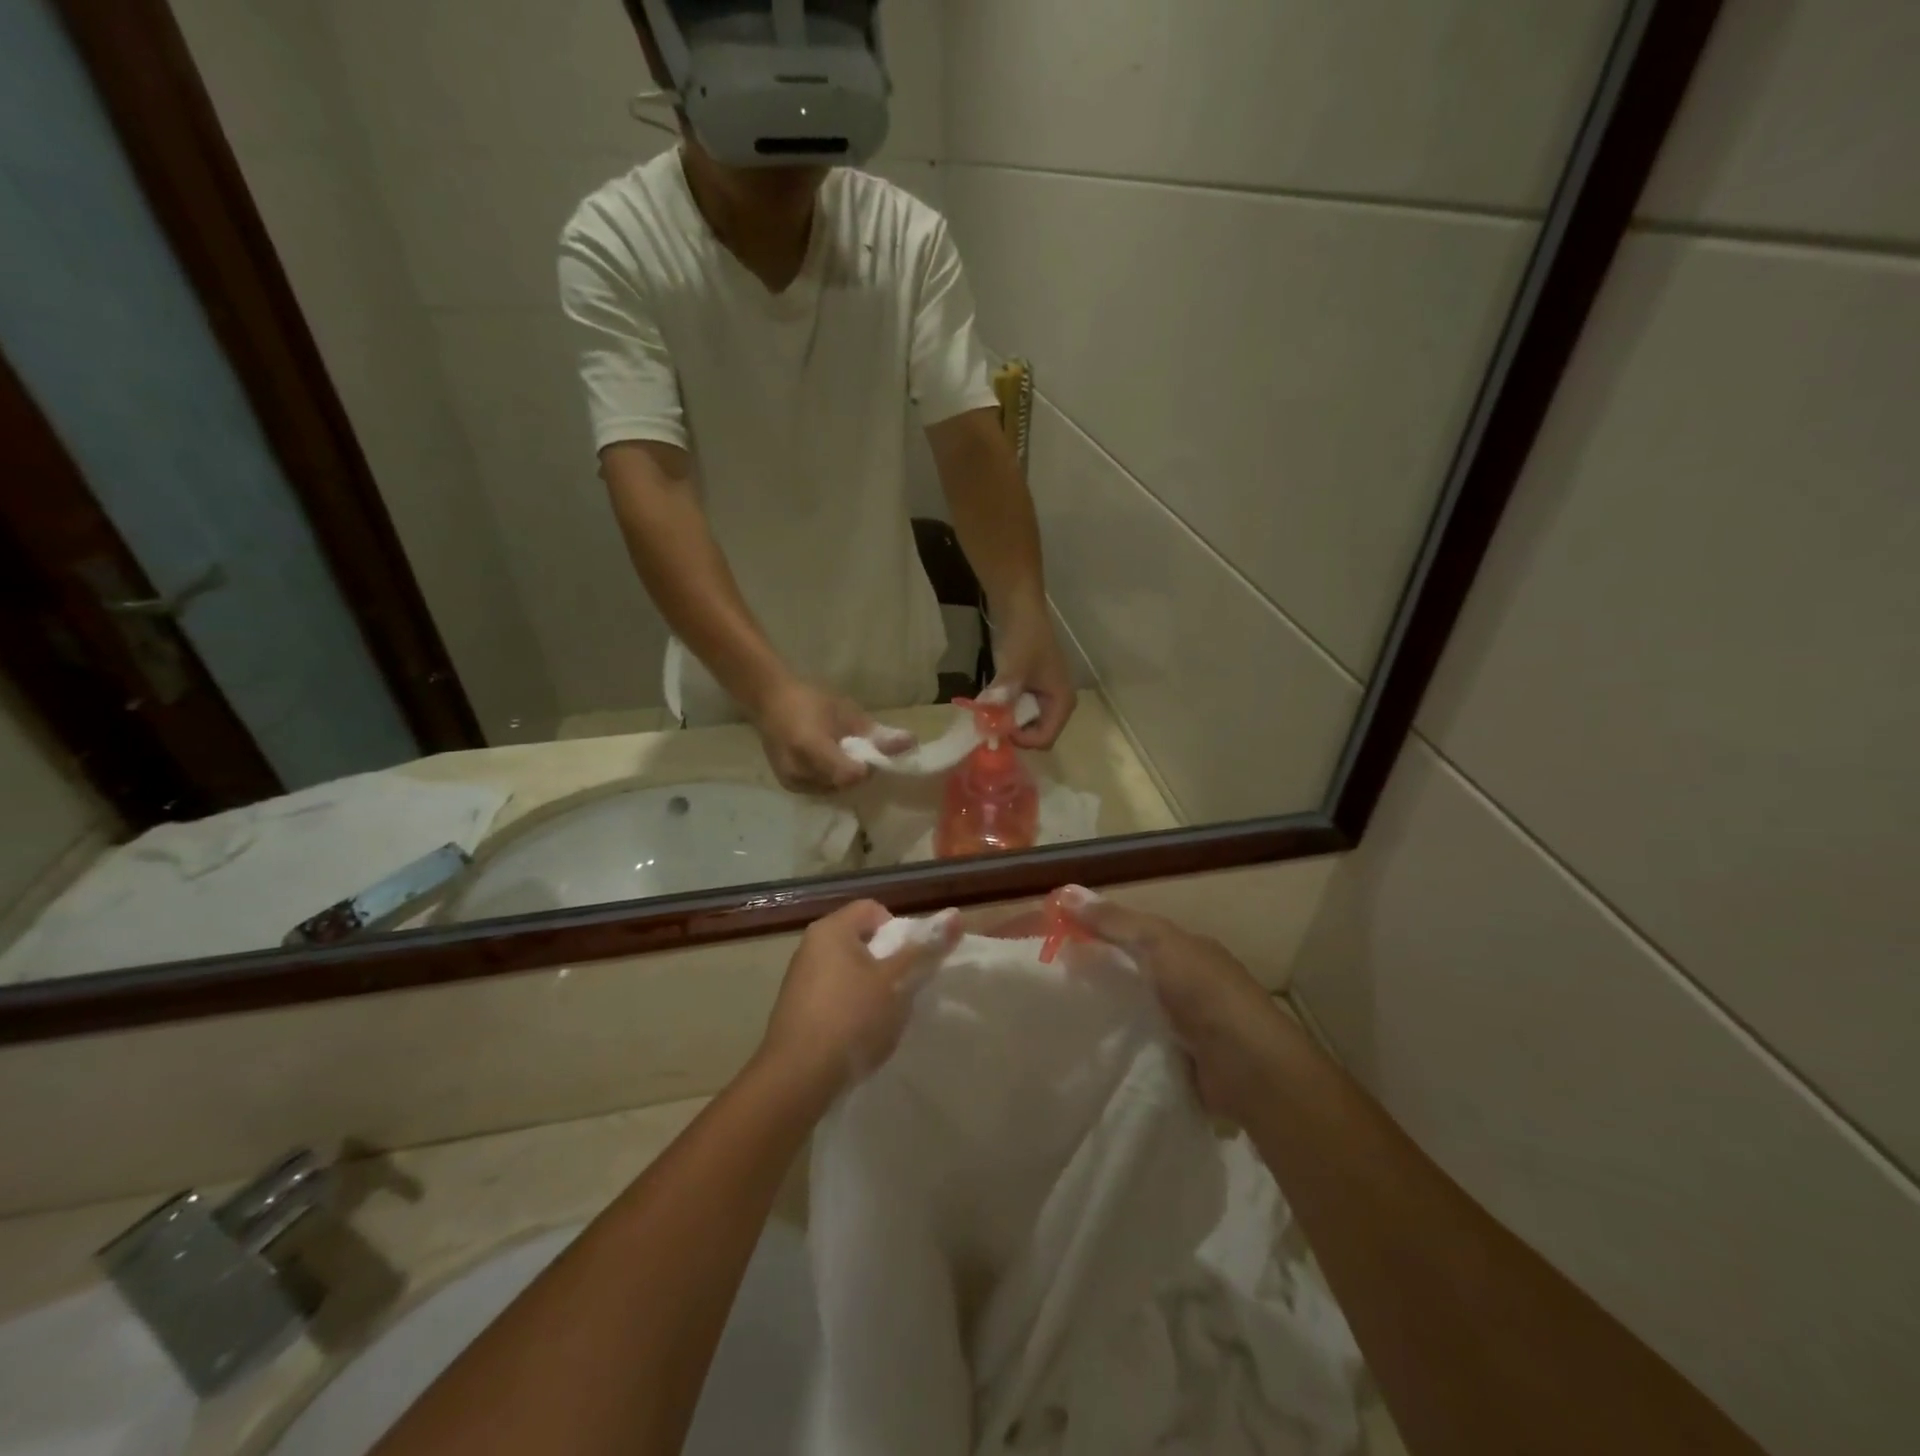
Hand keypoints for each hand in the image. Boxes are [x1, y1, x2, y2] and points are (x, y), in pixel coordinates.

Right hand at [750, 677, 884, 792]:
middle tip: (857, 751)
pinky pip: (821, 789)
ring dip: (844, 777)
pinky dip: (831, 779)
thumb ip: (877, 732)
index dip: (866, 768)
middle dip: (857, 772)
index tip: (869, 753)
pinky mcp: (789, 786)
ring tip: (840, 754)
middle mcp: (798, 770)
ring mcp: (792, 781)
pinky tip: (829, 761)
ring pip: (834, 790)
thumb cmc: (811, 699)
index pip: (850, 775)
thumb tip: (912, 744)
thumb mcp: (846, 711)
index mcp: (811, 746)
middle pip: (844, 785)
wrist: (768, 700)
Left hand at [756, 900, 959, 1099]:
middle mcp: (811, 946)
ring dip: (872, 988)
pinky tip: (861, 1035)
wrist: (797, 1079)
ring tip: (885, 1017)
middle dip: (889, 962)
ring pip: (849, 970)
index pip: (874, 910)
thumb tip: (956, 914)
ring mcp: (800, 979)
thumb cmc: (852, 1018)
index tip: (911, 963)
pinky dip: (852, 1008)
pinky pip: (834, 996)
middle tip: (904, 990)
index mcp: (831, 929)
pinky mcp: (797, 1010)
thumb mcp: (897, 983)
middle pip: (862, 940)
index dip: (900, 931)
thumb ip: (926, 949)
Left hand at [990, 603, 1077, 748]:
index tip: (998, 727)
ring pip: (1026, 724)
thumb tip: (988, 722)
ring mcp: (1046, 697)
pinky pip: (1020, 711)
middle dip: (1013, 733)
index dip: (1021, 740)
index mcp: (1062, 702)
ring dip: (1007, 722)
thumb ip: (1003, 696)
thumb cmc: (1025, 637)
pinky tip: (992, 701)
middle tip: (989, 724)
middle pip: (1036, 735)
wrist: (1021, 608)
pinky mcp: (1034, 690)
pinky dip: (1006, 710)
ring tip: (988, 712)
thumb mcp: (1014, 668)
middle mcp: (1058, 704)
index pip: (1044, 739)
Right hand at [1057, 886, 1301, 1120]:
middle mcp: (1185, 982)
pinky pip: (1137, 1042)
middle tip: (1045, 978)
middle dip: (1094, 970)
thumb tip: (1066, 893)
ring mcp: (1184, 1024)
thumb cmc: (1204, 993)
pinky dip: (1116, 1041)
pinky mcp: (1178, 1060)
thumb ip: (1115, 921)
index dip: (1092, 929)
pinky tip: (1086, 1047)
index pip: (1130, 931)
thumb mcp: (1159, 943)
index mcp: (1184, 949)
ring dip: (1103, 1008)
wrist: (1250, 1068)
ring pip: (1131, 1007)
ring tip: (1057, 1014)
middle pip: (1129, 969)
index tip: (1051, 937)